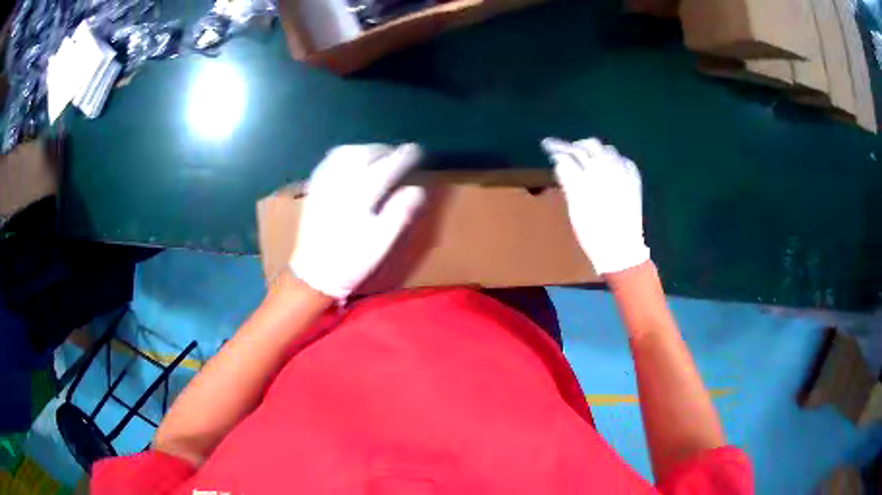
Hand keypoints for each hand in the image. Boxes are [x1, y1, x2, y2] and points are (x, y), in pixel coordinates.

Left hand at [290, 143, 425, 298]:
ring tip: (377, 155)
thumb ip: (399, 213)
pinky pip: (329, 161)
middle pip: (365, 154)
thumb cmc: (350, 261)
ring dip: (365, 149)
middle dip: (385, 150)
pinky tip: (350, 161)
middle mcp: (341, 183)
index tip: (417, 151)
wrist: (313, 274)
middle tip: (398, 154)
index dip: (404, 157)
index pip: (387, 167)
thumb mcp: (381, 243)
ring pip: (346, 153)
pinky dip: (344, 155)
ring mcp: (325, 185)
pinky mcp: (314, 190)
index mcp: (360, 196)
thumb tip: (417, 189)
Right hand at [541, 137, 649, 274]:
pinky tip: (604, 169)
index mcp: (598, 172)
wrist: (621, 251)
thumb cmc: (594, 231)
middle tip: (562, 153)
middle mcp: (614, 168)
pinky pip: (623, 161)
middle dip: (576, 147)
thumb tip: (560, 160)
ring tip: (581, 161)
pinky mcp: (634, 183)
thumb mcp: (576, 206)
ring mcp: (627, 174)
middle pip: (592, 146)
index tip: (547, 145)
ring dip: (593, 152)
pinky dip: (611, 160)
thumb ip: (569, 178)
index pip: (575, 151)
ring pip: (608, 151)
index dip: (559, 147)